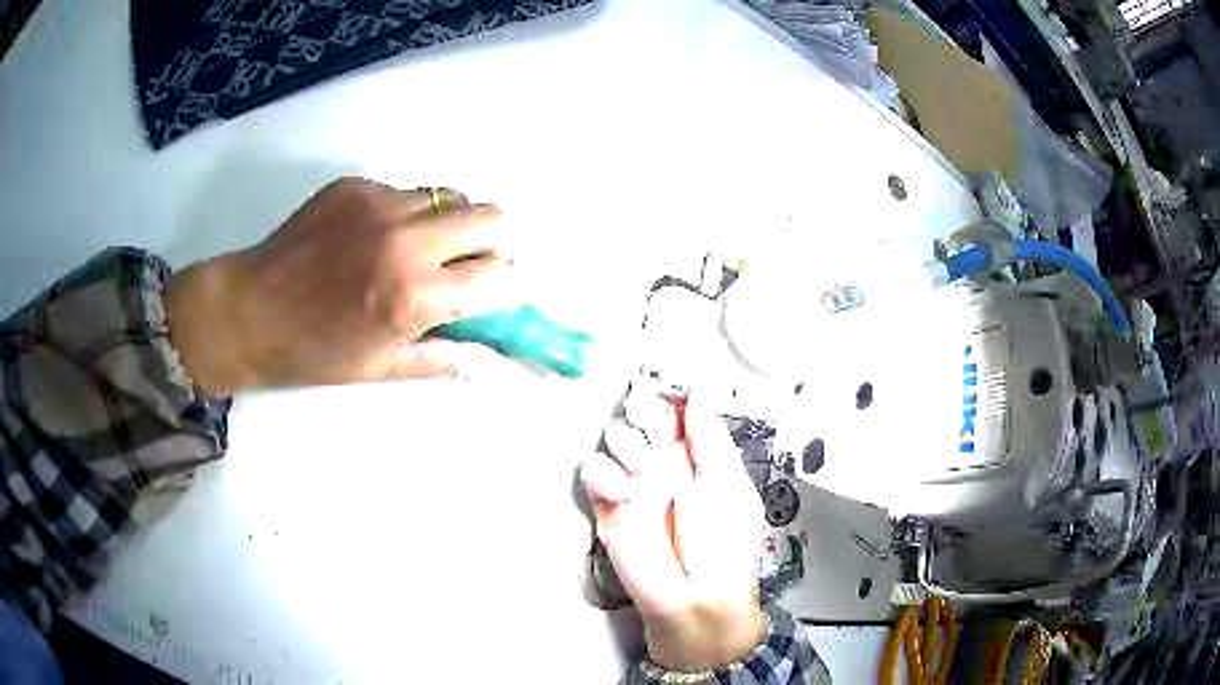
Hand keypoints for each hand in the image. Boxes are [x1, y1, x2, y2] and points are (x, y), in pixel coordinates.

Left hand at [165, 177, 518, 395]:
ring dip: (450, 223)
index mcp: (414, 295)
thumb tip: (490, 364)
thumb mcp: (380, 368)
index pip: (500, 274)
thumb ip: (442, 359)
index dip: (509, 285)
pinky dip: (406, 214)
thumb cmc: (312, 352)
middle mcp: (406, 239)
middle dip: (492, 243)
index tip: (498, 293)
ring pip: (450, 196)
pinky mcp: (356, 185)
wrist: (247, 310)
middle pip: (490, 217)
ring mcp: (380, 203)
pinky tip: (372, 237)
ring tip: (420, 248)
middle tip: (468, 264)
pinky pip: (405, 192)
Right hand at [581, 390, 765, 671]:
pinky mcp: (607, 504)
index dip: (669, 394)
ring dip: (625, 443)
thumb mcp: (729, 485)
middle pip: (639, 413)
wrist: (694, 597)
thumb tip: (697, 393)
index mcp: (698, 455)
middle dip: (641, 410)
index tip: (667, 392)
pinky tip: (623, 492)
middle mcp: (664, 462)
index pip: (676, 409)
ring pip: (615, 435)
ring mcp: (634, 481)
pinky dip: (603, 474)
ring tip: (640, 470)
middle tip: (651, 430)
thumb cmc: (724, 544)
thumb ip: (710, 439)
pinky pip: (593, 470)